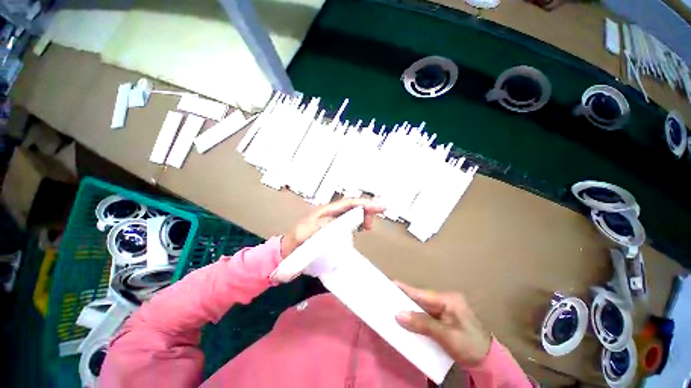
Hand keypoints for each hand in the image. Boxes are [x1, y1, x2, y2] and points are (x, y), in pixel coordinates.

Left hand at [280, 198, 384, 257]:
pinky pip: (350, 223)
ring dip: (363, 216)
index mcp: (326, 211)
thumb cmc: (296, 241)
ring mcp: (333, 221)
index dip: (363, 203)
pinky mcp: (334, 229)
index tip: (377, 207)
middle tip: (373, 222)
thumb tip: (339, 222)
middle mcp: (331, 213)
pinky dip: (359, 223)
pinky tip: (363, 228)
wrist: (289, 251)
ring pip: (353, 214)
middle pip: (353, 206)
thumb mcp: (305, 232)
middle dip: (366, 210)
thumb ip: (320, 226)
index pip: (348, 203)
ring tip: (370, 225)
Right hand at [395, 282, 491, 365]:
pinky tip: (408, 319)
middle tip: (388, 297)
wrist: (488, 363)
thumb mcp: (446, 336)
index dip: (405, 289)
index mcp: (448, 299)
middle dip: (405, 299)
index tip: (390, 283)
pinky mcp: (445, 318)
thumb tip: (399, 315)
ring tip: (393, 307)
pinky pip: (426, 315)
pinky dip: (417, 317)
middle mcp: (446, 300)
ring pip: (423, 307)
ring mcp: (446, 309)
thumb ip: (422, 323)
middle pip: (421, 298)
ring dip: (410, 309)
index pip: (422, 293)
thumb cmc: (469, 346)